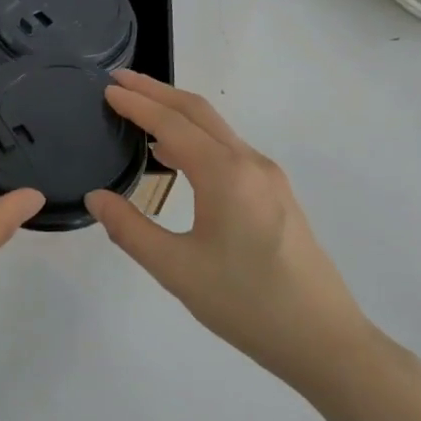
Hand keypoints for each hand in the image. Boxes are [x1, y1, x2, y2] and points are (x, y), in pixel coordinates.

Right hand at [86, 71, 375, 398]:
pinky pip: (229, 149)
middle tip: (120, 81)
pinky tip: (177, 155)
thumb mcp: (176, 270)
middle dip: (157, 91)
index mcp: (225, 174)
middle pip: (198, 112)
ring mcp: (268, 178)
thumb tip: (95, 197)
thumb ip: (130, 229)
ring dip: (177, 113)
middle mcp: (250, 163)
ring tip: (140, 111)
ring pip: (217, 129)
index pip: (172, 124)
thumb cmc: (246, 304)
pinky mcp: (276, 195)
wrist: (324, 340)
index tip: (107, 88)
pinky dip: (196, 137)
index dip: (137, 103)